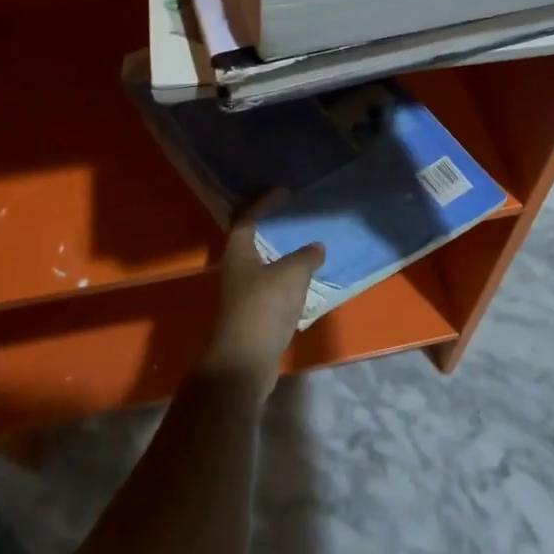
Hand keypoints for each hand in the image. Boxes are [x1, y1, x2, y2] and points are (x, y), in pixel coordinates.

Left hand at [198, 194, 324, 393]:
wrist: (245, 361)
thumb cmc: (264, 308)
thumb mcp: (291, 275)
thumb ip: (306, 256)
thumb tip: (317, 246)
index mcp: (239, 252)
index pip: (248, 217)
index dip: (264, 202)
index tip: (284, 192)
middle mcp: (236, 269)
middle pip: (252, 239)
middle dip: (272, 227)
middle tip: (296, 217)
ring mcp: (243, 293)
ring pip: (262, 263)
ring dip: (281, 253)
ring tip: (305, 246)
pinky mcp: (253, 313)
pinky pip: (271, 285)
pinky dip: (286, 277)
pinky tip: (304, 279)